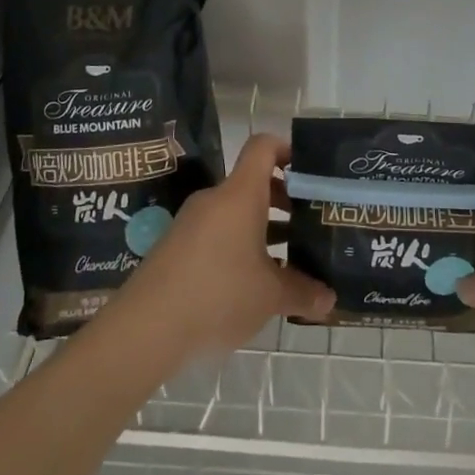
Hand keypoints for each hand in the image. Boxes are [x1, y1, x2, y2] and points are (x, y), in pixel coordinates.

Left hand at [107, 134, 333, 364]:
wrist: (145, 327)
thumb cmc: (218, 294)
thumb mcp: (269, 296)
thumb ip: (302, 292)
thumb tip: (329, 298)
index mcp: (240, 194)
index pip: (263, 147)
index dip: (288, 150)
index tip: (310, 172)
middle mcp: (215, 199)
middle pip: (253, 183)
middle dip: (284, 200)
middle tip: (310, 222)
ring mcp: (192, 223)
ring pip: (236, 212)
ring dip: (263, 228)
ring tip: (289, 257)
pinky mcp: (177, 247)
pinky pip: (218, 234)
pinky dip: (239, 246)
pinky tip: (253, 282)